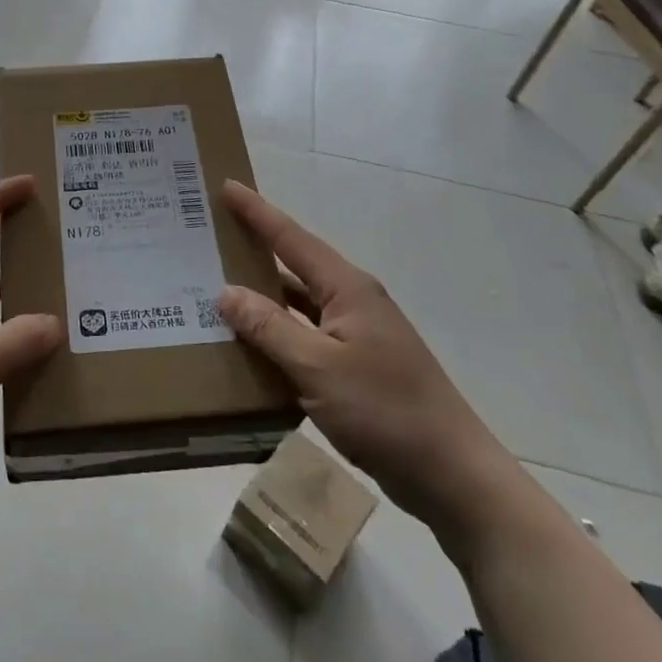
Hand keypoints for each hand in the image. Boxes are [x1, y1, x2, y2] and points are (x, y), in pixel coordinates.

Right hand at [216, 181, 524, 548]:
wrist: (452, 476)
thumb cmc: (385, 410)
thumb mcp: (318, 367)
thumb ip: (269, 327)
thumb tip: (225, 292)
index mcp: (347, 288)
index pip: (291, 238)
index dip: (257, 212)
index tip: (226, 186)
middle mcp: (352, 302)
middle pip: (294, 266)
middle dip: (254, 251)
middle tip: (209, 239)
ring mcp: (357, 335)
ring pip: (298, 305)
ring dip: (262, 298)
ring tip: (215, 290)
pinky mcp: (357, 367)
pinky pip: (306, 337)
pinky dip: (278, 336)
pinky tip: (250, 347)